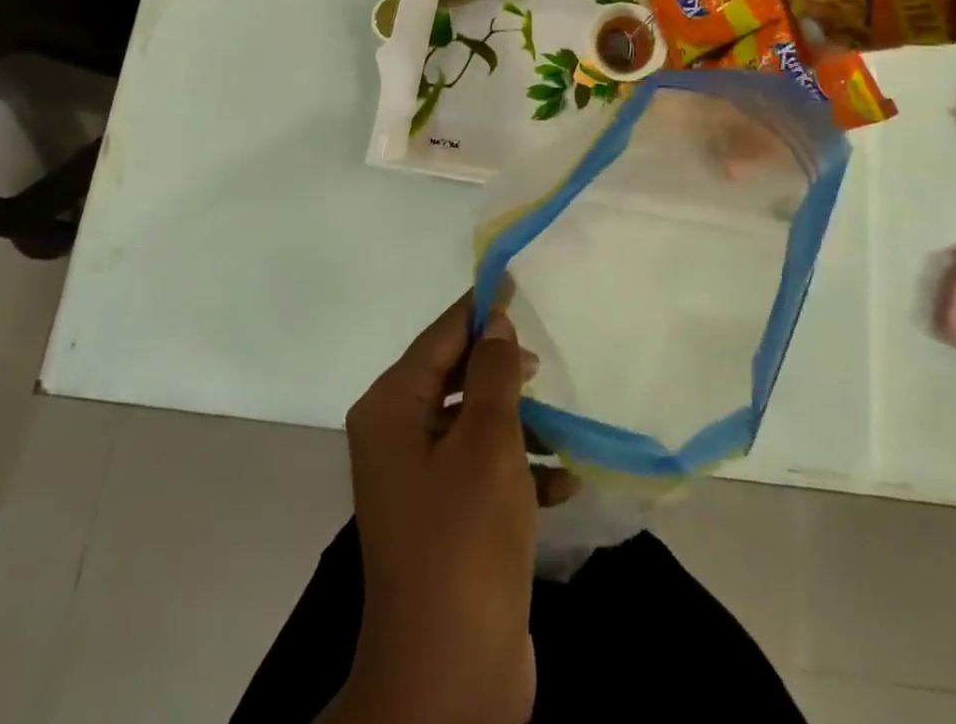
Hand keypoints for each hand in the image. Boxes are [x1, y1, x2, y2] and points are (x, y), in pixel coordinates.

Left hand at [330, 292, 575, 723]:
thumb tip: (494, 323)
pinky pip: (484, 471)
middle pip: (455, 376)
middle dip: (502, 368)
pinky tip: (563, 479)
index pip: (439, 336)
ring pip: (475, 424)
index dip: (479, 307)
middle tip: (544, 358)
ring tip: (562, 422)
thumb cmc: (464, 540)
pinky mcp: (446, 520)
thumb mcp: (488, 442)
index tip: (515, 278)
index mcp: (392, 409)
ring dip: (519, 422)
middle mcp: (397, 437)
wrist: (449, 678)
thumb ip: (493, 373)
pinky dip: (520, 469)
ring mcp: (419, 482)